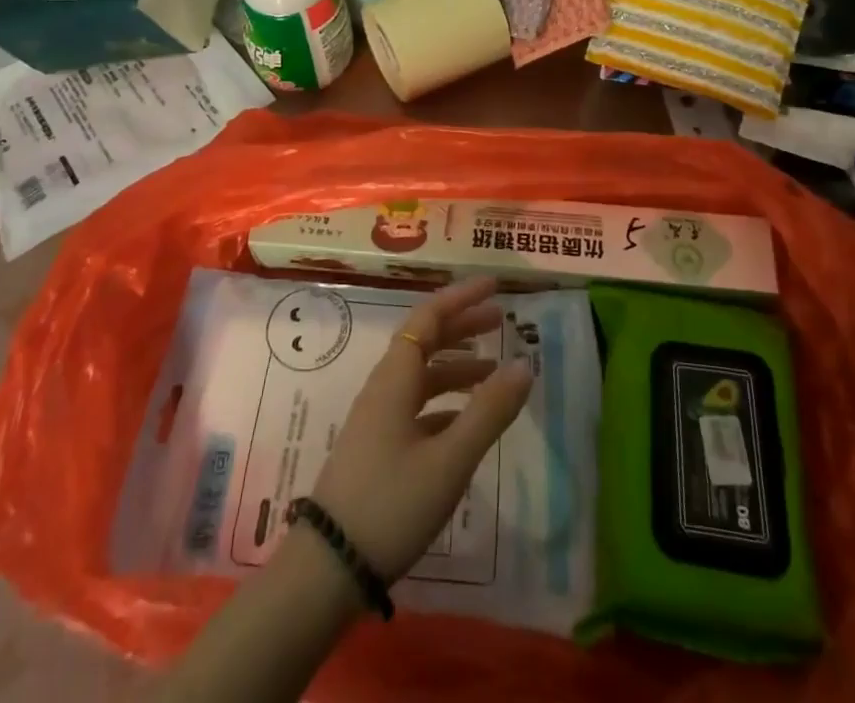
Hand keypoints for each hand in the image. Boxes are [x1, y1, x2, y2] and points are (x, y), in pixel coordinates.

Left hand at [307, 277, 532, 581]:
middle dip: (462, 326)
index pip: (429, 317)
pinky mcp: (378, 447)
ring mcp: (378, 418)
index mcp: (396, 378)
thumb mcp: (449, 459)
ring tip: (493, 372)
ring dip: (456, 366)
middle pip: (425, 340)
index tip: (494, 286)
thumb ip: (489, 412)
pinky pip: (417, 405)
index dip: (461, 298)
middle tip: (501, 321)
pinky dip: (445, 401)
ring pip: (421, 375)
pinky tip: (465, 420)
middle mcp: (384, 387)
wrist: (329, 567)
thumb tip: (525, 364)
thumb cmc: (391, 503)